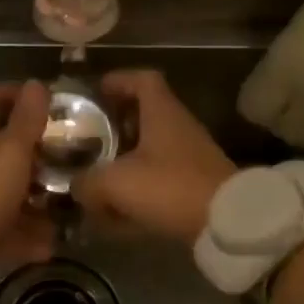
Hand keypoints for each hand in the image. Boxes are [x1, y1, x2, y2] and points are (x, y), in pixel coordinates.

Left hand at [0, 81, 54, 268]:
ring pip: (2, 188)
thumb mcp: (11, 150)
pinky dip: (21, 232)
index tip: (47, 104)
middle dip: (32, 154)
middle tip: (62, 160)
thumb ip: (27, 119)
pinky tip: (47, 246)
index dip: (15, 95)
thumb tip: (36, 83)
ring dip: (32, 198)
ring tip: (62, 208)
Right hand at [74, 70, 235, 241]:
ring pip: (150, 150)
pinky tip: (118, 209)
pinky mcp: (195, 185)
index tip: (95, 92)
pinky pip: (159, 179)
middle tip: (87, 138)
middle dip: (114, 126)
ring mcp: (190, 157)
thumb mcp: (116, 183)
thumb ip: (87, 181)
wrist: (227, 224)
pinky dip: (138, 188)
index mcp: (162, 113)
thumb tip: (76, 186)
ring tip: (96, 177)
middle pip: (143, 115)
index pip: (142, 79)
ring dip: (124, 161)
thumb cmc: (169, 187)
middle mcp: (178, 128)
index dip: (118, 81)